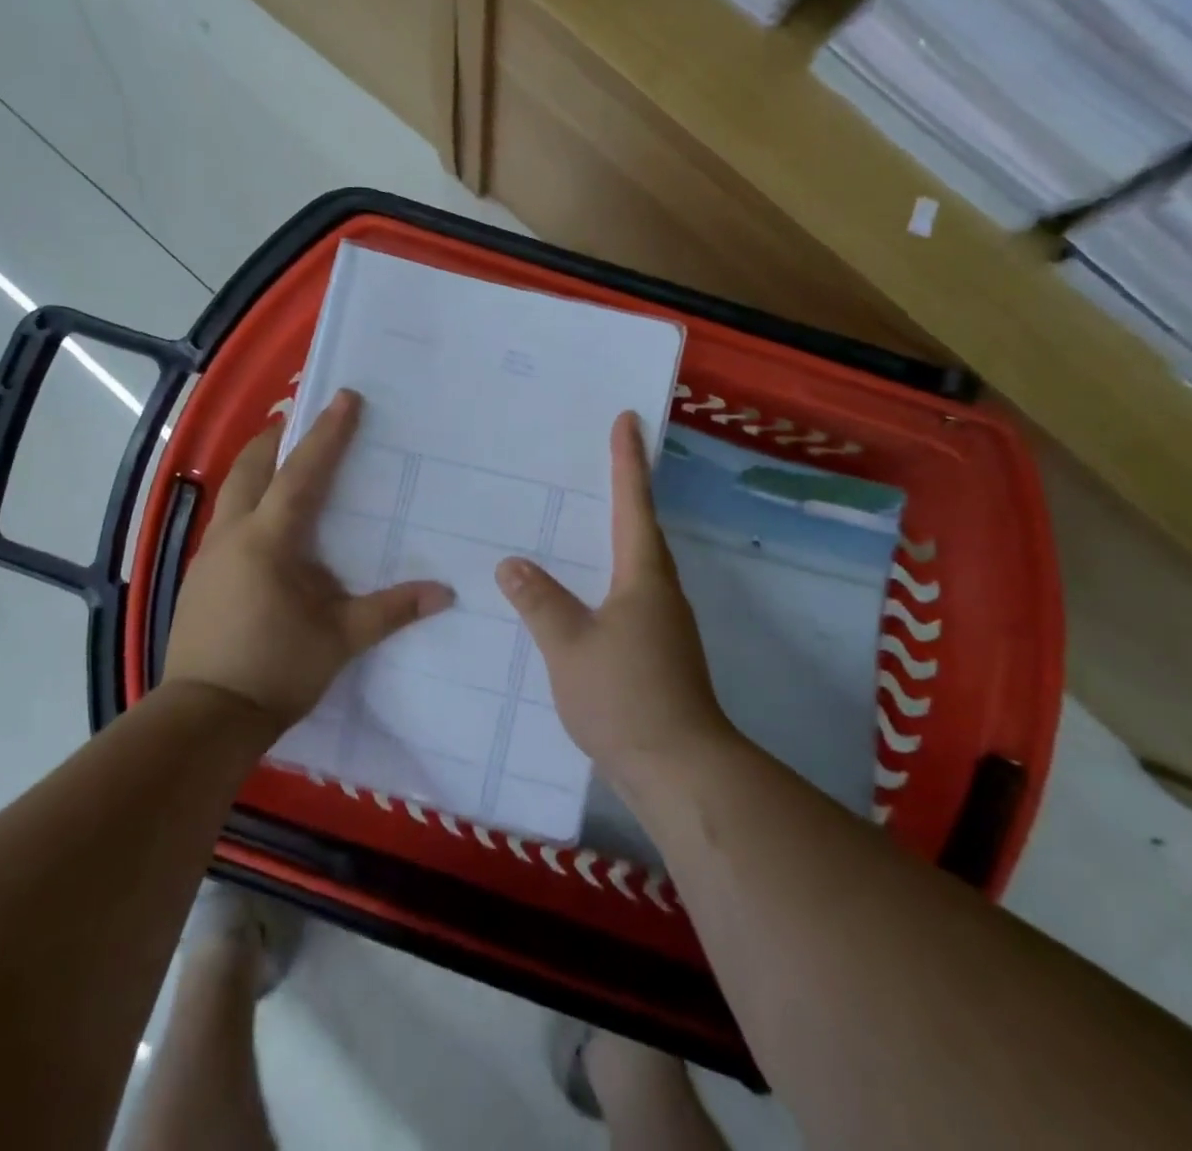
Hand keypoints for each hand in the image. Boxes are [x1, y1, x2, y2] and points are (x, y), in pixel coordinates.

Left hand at [163, 390, 454, 732]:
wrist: (204, 717)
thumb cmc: (275, 670)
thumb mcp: (340, 639)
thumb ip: (391, 611)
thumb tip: (445, 593)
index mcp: (268, 540)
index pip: (302, 473)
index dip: (326, 433)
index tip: (345, 397)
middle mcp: (233, 535)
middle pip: (250, 467)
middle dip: (275, 437)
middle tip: (300, 419)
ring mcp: (208, 555)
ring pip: (232, 492)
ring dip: (257, 467)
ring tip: (283, 461)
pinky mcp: (199, 577)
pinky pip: (226, 521)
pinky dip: (247, 502)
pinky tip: (265, 525)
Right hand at [496, 412, 731, 778]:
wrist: (680, 770)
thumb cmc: (626, 697)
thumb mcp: (570, 646)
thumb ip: (540, 602)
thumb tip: (511, 563)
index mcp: (643, 577)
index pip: (632, 504)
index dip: (627, 461)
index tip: (627, 420)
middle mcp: (660, 591)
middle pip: (642, 528)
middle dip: (626, 489)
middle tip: (605, 457)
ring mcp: (664, 623)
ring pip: (638, 564)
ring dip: (618, 533)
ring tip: (588, 517)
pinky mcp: (659, 651)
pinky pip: (631, 595)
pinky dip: (610, 574)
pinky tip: (586, 591)